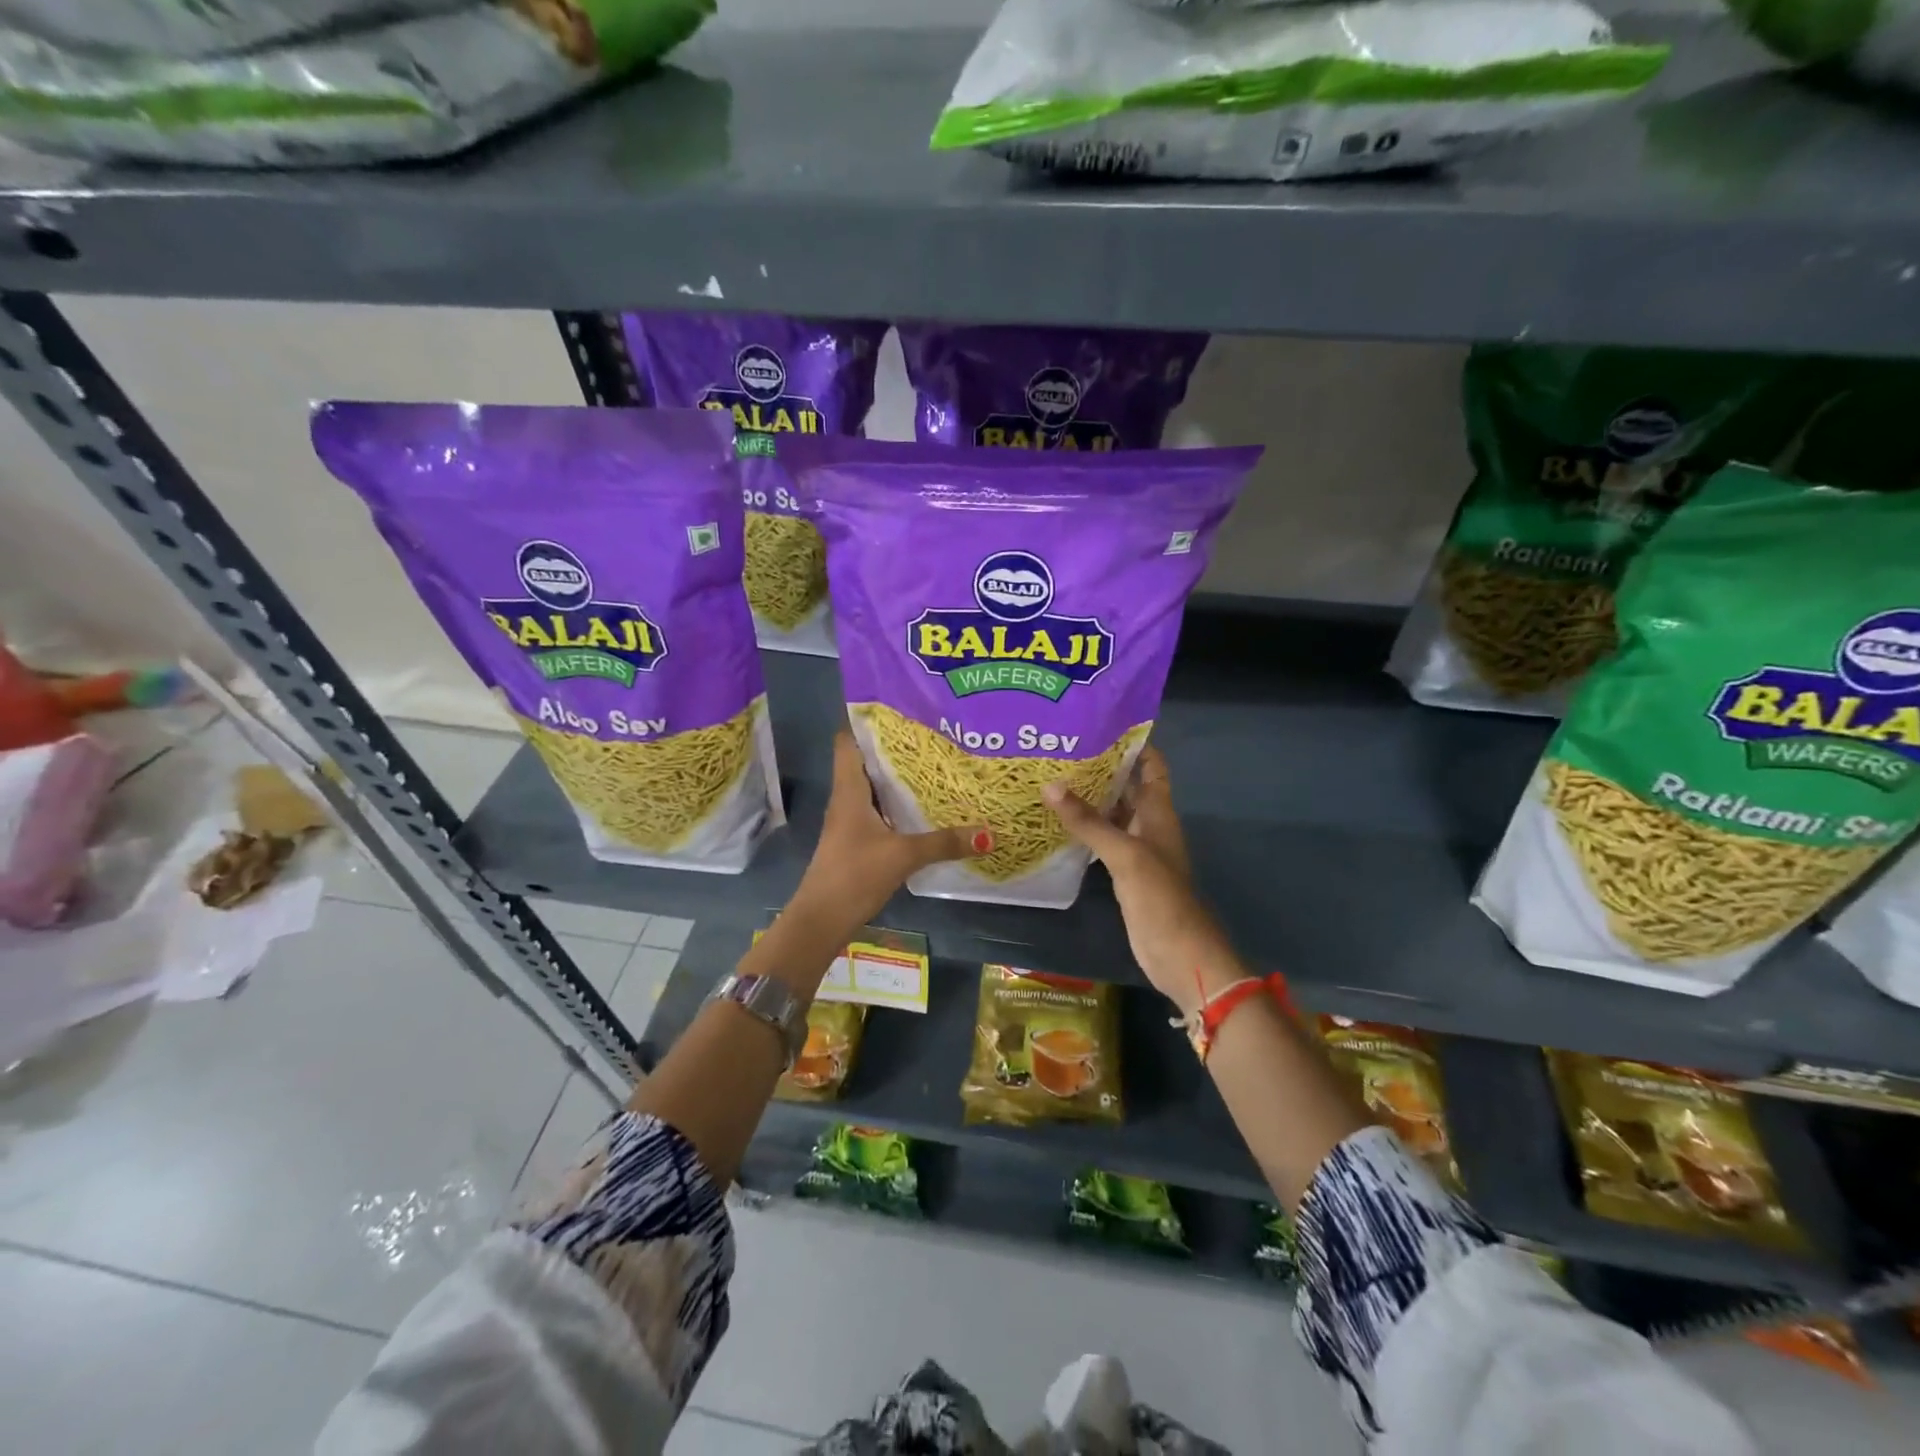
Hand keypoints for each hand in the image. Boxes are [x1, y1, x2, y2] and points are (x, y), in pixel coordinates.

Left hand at [791, 730, 988, 934]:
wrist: (821, 920)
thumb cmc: (855, 874)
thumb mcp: (903, 855)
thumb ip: (944, 843)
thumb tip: (988, 833)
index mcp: (849, 790)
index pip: (848, 741)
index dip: (867, 722)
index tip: (899, 709)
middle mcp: (846, 799)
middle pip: (866, 762)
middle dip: (894, 749)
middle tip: (931, 734)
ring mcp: (849, 822)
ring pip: (873, 789)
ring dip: (897, 778)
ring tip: (934, 765)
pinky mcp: (856, 842)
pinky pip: (878, 812)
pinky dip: (897, 805)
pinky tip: (923, 808)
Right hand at [1043, 747, 1238, 1013]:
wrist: (1179, 953)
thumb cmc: (1159, 896)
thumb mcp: (1124, 854)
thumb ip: (1088, 821)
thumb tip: (1050, 786)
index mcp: (1159, 812)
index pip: (1151, 765)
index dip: (1133, 743)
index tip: (1099, 724)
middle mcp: (1149, 824)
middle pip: (1128, 786)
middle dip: (1101, 768)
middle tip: (1061, 749)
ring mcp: (1137, 849)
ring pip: (1113, 813)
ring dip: (1090, 798)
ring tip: (1051, 776)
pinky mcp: (1124, 872)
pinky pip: (1103, 840)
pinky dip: (1085, 828)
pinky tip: (1057, 822)